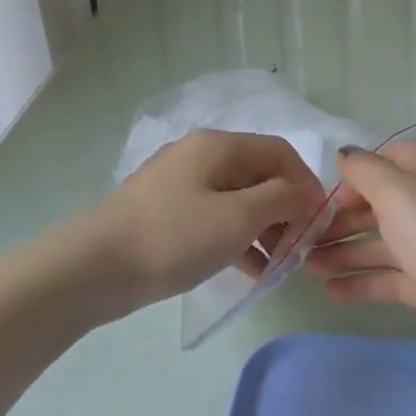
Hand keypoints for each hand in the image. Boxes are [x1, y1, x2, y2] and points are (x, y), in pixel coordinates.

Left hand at [90, 131, 326, 318]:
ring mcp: (180, 184)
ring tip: (278, 266)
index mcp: (219, 146)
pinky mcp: (167, 213)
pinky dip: (237, 238)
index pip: (280, 152)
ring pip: (238, 199)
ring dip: (264, 228)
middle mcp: (200, 155)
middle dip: (286, 209)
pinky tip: (250, 270)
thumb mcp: (239, 216)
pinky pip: (215, 218)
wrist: (95, 268)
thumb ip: (282, 199)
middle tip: (300, 249)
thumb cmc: (175, 236)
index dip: (306, 183)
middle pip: (259, 175)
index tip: (320, 222)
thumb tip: (304, 194)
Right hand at [305, 142, 415, 383]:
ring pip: (386, 243)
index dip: (361, 170)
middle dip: (345, 216)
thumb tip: (346, 155)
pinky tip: (332, 291)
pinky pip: (394, 278)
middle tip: (305, 234)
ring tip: (307, 265)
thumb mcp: (400, 195)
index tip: (328, 192)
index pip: (395, 157)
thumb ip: (367, 171)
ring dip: (347, 250)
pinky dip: (364, 281)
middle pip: (385, 203)